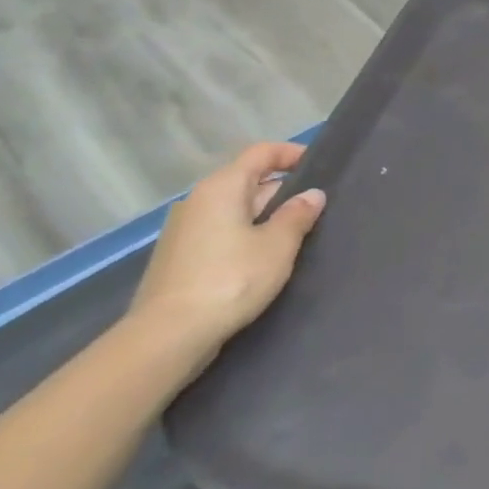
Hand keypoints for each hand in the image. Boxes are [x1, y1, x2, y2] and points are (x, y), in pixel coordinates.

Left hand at [126, 143, 326, 368]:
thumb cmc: (231, 279)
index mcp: (221, 188)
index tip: (320, 167)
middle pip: (247, 180)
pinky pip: (221, 231)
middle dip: (283, 190)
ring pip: (234, 209)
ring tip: (297, 234)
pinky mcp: (180, 257)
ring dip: (265, 215)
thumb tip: (312, 195)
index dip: (291, 154)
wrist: (168, 335)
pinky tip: (265, 258)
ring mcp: (184, 230)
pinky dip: (246, 234)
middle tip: (317, 208)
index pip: (260, 153)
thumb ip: (298, 215)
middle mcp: (198, 201)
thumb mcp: (278, 245)